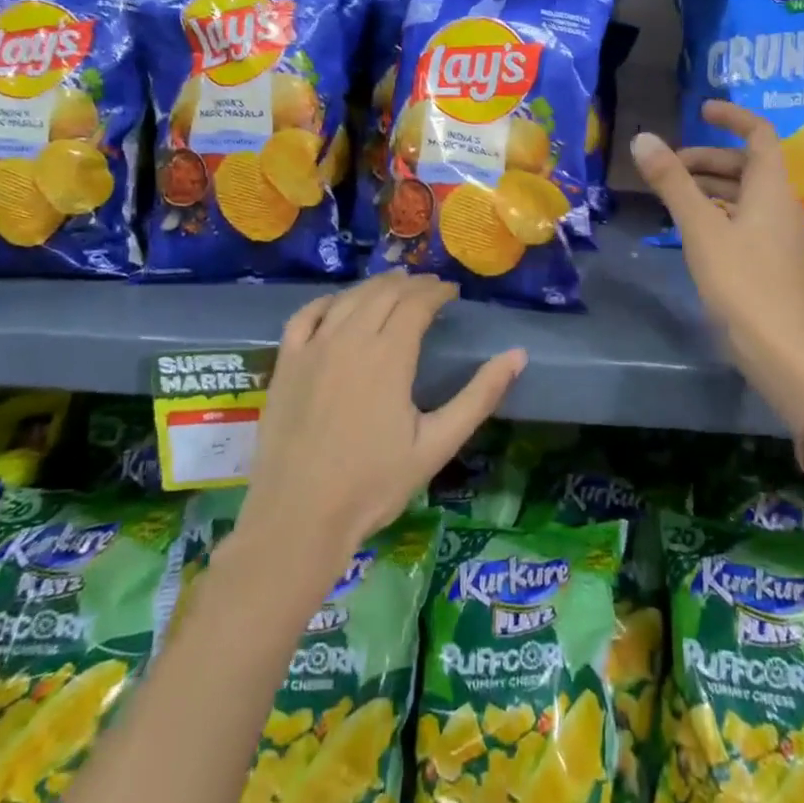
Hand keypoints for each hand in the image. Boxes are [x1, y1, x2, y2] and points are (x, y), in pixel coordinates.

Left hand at [237, 272, 525, 565]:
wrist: (298, 518)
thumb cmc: (374, 484)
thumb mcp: (438, 445)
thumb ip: (479, 396)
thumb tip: (518, 355)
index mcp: (389, 357)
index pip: (417, 304)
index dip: (437, 292)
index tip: (453, 292)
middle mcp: (349, 340)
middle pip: (383, 294)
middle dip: (412, 284)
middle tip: (430, 288)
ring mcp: (312, 349)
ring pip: (348, 299)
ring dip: (375, 286)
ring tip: (394, 287)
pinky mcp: (285, 365)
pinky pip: (305, 316)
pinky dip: (328, 302)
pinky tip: (339, 305)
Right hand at [630, 101, 803, 437]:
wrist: (780, 349)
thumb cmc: (741, 282)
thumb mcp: (700, 228)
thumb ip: (673, 183)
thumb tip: (644, 139)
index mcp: (773, 188)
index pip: (760, 134)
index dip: (732, 117)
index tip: (700, 110)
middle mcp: (782, 205)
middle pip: (749, 165)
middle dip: (709, 156)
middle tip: (669, 164)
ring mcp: (779, 234)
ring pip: (745, 194)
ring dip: (711, 185)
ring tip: (672, 193)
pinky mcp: (771, 259)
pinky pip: (744, 219)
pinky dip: (718, 211)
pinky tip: (692, 227)